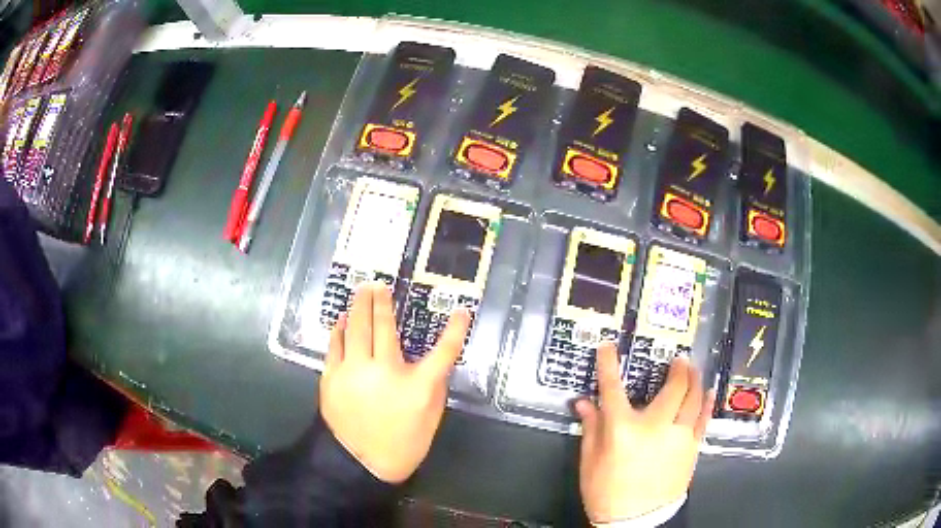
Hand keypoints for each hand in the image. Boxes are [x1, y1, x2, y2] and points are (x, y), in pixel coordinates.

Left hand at [319, 283, 470, 483]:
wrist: (360, 463)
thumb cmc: (402, 443)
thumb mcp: (430, 417)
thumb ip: (432, 385)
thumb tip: (431, 361)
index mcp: (417, 386)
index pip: (444, 351)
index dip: (455, 329)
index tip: (461, 311)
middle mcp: (385, 370)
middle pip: (384, 326)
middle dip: (382, 302)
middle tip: (379, 285)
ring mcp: (354, 371)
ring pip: (355, 328)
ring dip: (359, 307)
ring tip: (361, 291)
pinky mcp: (332, 376)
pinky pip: (335, 344)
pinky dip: (339, 329)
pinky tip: (341, 320)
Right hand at [575, 343, 714, 523]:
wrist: (636, 521)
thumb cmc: (607, 492)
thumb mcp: (590, 462)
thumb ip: (590, 428)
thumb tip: (583, 403)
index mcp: (623, 429)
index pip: (612, 388)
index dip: (608, 365)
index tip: (608, 347)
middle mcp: (655, 425)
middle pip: (672, 387)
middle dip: (677, 369)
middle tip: (678, 359)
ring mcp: (679, 435)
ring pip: (694, 398)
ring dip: (695, 380)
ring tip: (693, 370)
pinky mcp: (692, 447)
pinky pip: (704, 418)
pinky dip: (706, 402)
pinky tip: (708, 393)